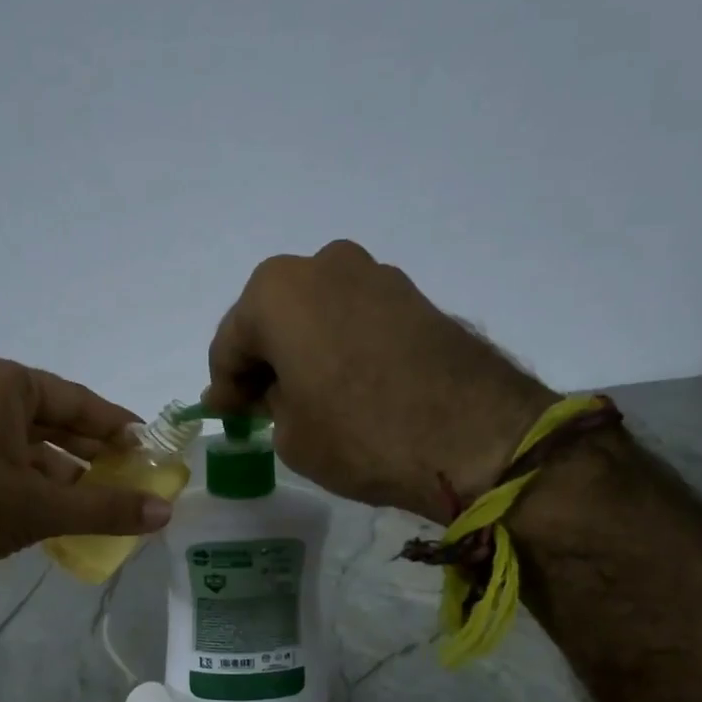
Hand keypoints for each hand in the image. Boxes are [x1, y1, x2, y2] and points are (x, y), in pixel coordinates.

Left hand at [0, 354, 172, 606]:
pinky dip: (37, 488)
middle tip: (138, 480)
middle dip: (95, 454)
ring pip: (31, 448)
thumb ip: (105, 507)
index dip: (119, 427)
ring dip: (68, 477)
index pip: (78, 400)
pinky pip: (8, 466)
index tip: (152, 449)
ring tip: (110, 504)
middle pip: (55, 422)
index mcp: (1, 383)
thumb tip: (166, 511)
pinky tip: (68, 517)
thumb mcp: (38, 508)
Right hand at [203, 240, 553, 522]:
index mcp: (276, 291)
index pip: (230, 343)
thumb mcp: (290, 432)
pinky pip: (355, 317)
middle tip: (264, 406)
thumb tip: (263, 392)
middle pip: (273, 318)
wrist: (476, 436)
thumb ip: (265, 402)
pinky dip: (340, 345)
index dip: (225, 386)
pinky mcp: (414, 295)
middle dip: (264, 360)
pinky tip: (348, 384)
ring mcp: (375, 275)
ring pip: (316, 313)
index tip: (228, 417)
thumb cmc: (359, 434)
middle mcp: (323, 265)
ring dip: (303, 350)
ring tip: (310, 397)